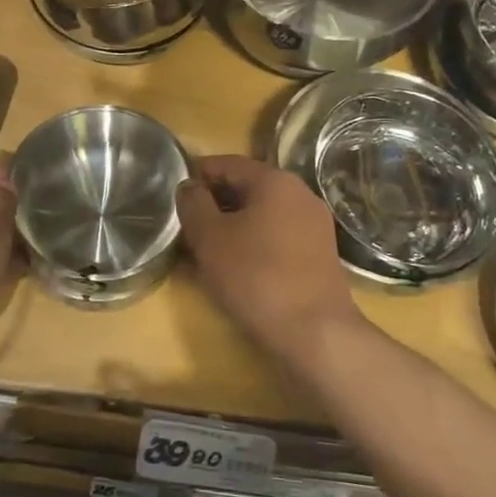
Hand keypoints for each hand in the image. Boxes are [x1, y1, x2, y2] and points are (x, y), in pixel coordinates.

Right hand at [176, 155, 362, 360]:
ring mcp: (314, 224)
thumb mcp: (209, 237)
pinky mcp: (320, 254)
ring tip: (205, 250)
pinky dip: (254, 243)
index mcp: (275, 180)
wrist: (316, 333)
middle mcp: (300, 193)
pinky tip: (236, 267)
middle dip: (214, 203)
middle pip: (247, 188)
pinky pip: (278, 236)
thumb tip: (189, 186)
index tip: (175, 194)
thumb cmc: (256, 276)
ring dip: (233, 226)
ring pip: (262, 215)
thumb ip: (193, 204)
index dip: (197, 175)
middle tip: (186, 225)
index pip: (227, 163)